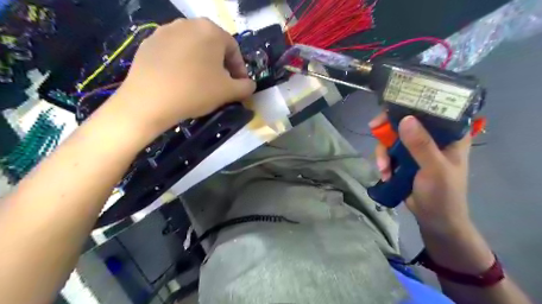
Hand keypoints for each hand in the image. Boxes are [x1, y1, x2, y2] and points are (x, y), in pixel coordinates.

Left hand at [109, 17, 256, 138]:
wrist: (149, 100)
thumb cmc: (196, 91)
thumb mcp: (229, 92)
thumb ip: (246, 86)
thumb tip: (250, 84)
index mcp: (210, 30)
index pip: (234, 49)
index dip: (240, 69)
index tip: (240, 86)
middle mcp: (188, 24)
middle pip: (213, 46)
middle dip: (222, 66)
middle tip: (222, 85)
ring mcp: (165, 31)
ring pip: (193, 48)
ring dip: (203, 64)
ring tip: (201, 83)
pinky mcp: (149, 43)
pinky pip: (175, 52)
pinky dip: (183, 64)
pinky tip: (181, 81)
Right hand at [371, 113, 472, 233]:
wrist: (434, 219)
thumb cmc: (443, 194)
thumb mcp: (434, 169)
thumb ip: (421, 145)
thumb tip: (405, 119)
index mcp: (449, 135)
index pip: (431, 110)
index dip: (411, 104)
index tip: (392, 108)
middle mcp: (432, 138)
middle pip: (405, 121)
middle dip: (388, 129)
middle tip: (373, 129)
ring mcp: (416, 149)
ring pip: (392, 138)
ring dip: (383, 152)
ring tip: (383, 169)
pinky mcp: (403, 159)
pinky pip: (388, 152)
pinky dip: (383, 161)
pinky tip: (384, 174)